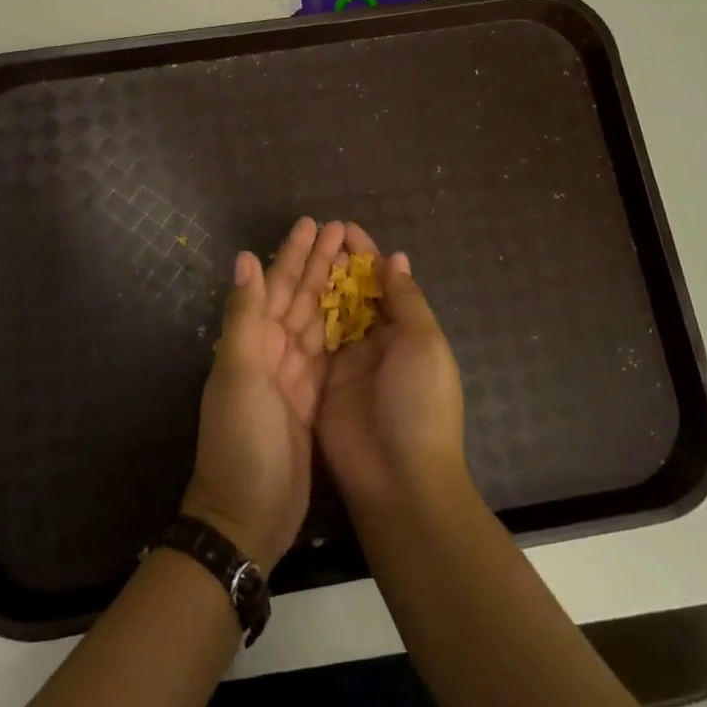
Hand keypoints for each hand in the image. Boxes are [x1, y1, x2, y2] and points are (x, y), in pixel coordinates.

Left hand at [181, 217, 343, 568]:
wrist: (247, 516)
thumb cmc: (241, 440)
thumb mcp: (239, 374)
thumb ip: (245, 316)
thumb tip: (246, 257)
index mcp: (254, 341)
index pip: (277, 286)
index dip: (294, 254)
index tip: (314, 224)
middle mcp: (272, 353)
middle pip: (299, 298)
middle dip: (318, 265)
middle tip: (341, 232)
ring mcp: (293, 377)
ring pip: (316, 322)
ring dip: (332, 291)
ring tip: (354, 263)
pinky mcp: (313, 401)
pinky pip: (329, 354)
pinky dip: (341, 331)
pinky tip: (358, 315)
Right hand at [315, 225, 469, 513]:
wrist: (398, 479)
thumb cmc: (419, 404)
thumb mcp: (424, 345)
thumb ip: (406, 300)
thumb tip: (396, 258)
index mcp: (407, 333)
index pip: (385, 283)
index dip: (366, 255)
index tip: (344, 227)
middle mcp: (377, 344)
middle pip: (355, 294)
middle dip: (339, 264)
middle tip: (314, 234)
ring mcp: (347, 364)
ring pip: (331, 313)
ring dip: (318, 284)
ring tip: (297, 253)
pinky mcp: (321, 382)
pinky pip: (311, 342)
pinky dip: (301, 317)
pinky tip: (282, 292)